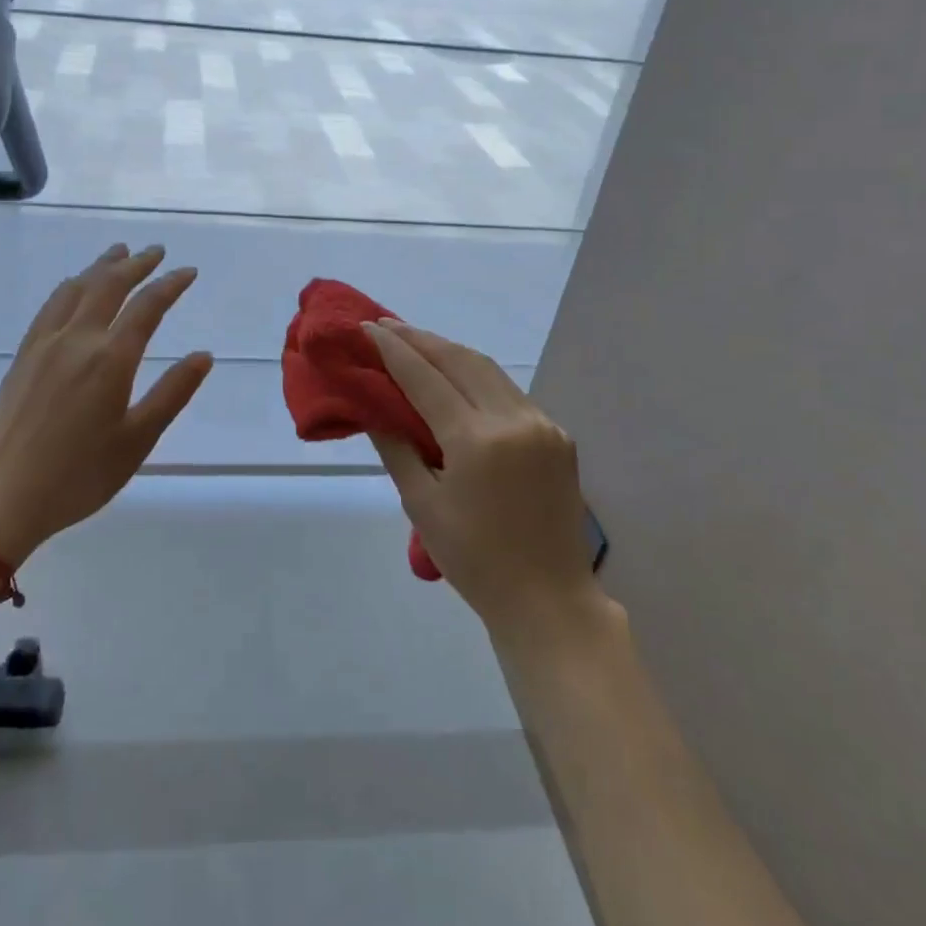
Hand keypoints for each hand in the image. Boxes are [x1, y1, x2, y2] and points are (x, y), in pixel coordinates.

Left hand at [0, 244, 212, 564]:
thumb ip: (172, 393)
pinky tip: (74, 287)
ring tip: (118, 253)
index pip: (147, 307)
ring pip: (76, 288)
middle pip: (109, 285)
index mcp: (110, 359)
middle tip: (156, 251)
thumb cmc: (80, 475)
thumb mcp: (138, 439)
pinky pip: (50, 305)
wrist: (4, 495)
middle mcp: (77, 340)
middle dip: (136, 264)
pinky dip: (70, 286)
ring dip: (101, 267)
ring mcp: (45, 344)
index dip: (170, 285)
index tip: (188, 272)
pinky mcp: (23, 355)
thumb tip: (204, 355)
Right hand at [364, 318, 595, 632]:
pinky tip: (456, 377)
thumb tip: (373, 408)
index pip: (425, 378)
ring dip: (449, 352)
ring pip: (488, 370)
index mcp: (476, 440)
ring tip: (416, 342)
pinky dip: (477, 376)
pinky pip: (509, 392)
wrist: (549, 599)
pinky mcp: (558, 435)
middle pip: (460, 360)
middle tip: (387, 326)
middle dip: (421, 339)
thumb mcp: (422, 504)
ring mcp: (542, 424)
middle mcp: (513, 419)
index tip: (367, 327)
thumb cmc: (474, 559)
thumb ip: (396, 448)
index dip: (393, 350)